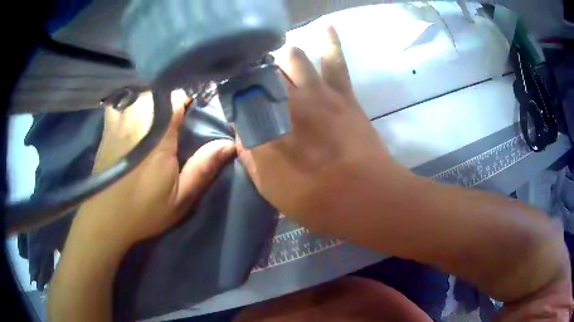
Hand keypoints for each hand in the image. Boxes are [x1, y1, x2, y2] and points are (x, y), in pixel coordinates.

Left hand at [70, 91, 234, 254]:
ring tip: (158, 120)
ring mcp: (120, 118)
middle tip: (178, 116)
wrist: (104, 218)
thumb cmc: (143, 210)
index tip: (198, 106)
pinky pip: (124, 101)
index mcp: (159, 133)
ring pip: (143, 94)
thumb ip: (203, 168)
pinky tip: (135, 120)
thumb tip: (229, 143)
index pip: (179, 96)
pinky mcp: (108, 125)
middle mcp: (137, 117)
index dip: (191, 98)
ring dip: (153, 99)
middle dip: (172, 99)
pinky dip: (132, 104)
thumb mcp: (180, 198)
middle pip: (161, 91)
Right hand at [237, 26, 387, 221]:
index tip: (233, 102)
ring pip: (291, 58)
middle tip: (252, 79)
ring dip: (279, 56)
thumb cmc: (314, 199)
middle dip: (252, 72)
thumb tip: (242, 134)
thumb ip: (251, 157)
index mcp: (263, 126)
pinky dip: (329, 40)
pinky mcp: (341, 94)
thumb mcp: (269, 187)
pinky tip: (324, 24)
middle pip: (261, 71)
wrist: (364, 196)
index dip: (233, 97)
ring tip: (275, 58)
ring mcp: (316, 92)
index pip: (238, 98)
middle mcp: (285, 101)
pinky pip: (334, 60)